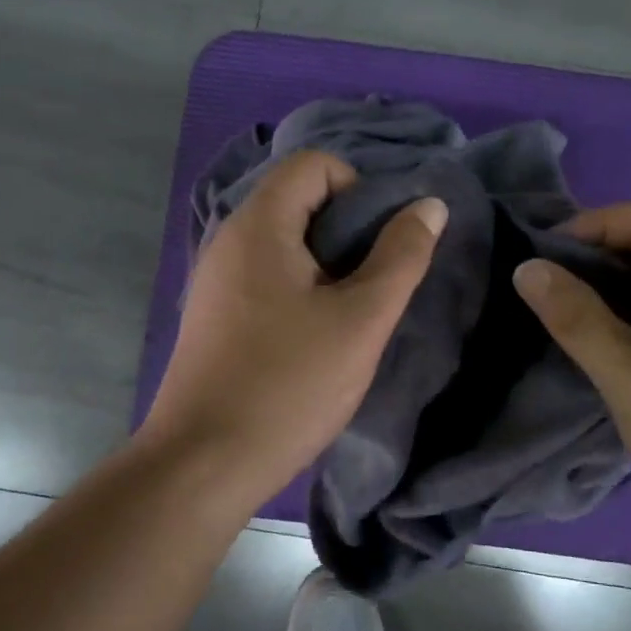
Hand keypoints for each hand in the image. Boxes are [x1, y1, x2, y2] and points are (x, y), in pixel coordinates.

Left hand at [142, 149, 446, 503]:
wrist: (203, 465)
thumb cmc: (288, 385)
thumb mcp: (361, 320)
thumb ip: (401, 257)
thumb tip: (428, 205)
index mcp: (259, 226)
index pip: (314, 165)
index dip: (358, 190)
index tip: (379, 245)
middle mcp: (229, 239)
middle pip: (299, 200)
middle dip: (348, 230)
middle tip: (375, 281)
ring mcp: (217, 279)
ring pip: (285, 242)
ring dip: (328, 264)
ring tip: (352, 312)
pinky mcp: (216, 315)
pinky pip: (267, 275)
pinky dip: (301, 288)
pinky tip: (316, 335)